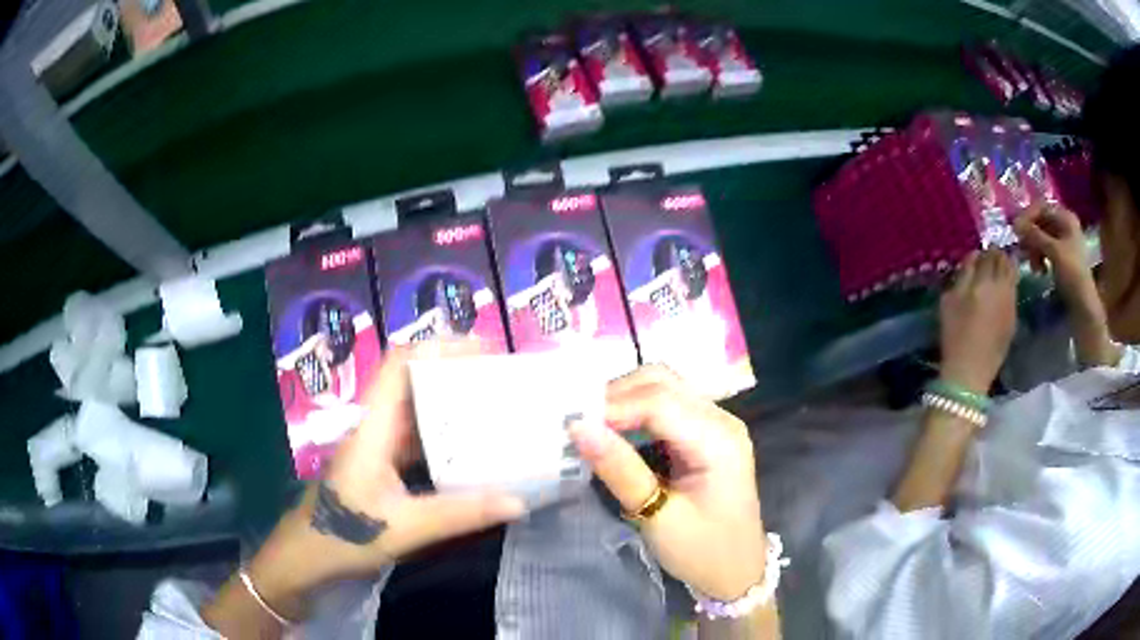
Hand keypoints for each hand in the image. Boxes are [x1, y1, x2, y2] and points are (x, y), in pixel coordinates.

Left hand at [248, 342, 525, 611]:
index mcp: (373, 428)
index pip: (399, 365)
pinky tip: (470, 452)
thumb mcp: (405, 528)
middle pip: (411, 382)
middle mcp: (375, 429)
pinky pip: (416, 441)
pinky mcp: (381, 467)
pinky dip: (443, 438)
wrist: (306, 557)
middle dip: (452, 373)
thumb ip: (459, 514)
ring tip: (493, 408)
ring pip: (415, 411)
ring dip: (450, 404)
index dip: (437, 347)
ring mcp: (377, 448)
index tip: (482, 349)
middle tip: (500, 379)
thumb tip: (518, 501)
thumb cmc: (343, 535)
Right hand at [568, 366, 765, 600]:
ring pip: (663, 387)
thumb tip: (578, 427)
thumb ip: (620, 470)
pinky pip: (667, 405)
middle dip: (616, 395)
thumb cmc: (702, 551)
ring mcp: (716, 423)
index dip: (611, 407)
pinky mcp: (706, 433)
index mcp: (719, 439)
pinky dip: (636, 410)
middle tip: (578, 422)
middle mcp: (721, 419)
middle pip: (662, 382)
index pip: (659, 402)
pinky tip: (614, 430)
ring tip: (590, 425)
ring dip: (624, 399)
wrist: (736, 571)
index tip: (570, 424)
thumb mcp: (658, 517)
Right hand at [939, 250, 1018, 393]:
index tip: (978, 254)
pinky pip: (1014, 292)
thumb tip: (973, 256)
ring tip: (995, 276)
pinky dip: (1008, 286)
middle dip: (998, 256)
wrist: (970, 373)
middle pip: (1006, 260)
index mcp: (984, 281)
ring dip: (1006, 269)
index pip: (989, 253)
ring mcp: (1011, 304)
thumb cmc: (955, 335)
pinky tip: (998, 297)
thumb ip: (963, 274)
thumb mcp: (949, 301)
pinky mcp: (1014, 319)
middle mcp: (1002, 288)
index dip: (984, 250)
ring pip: (1014, 274)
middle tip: (989, 260)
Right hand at [1014, 204, 1089, 282]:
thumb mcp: (1054, 252)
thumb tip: (1014, 223)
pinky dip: (1039, 257)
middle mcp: (1065, 225)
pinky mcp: (1061, 257)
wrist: (1084, 306)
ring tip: (1032, 265)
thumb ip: (1034, 235)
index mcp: (1066, 217)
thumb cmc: (1072, 275)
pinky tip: (1039, 270)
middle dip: (1031, 236)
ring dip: (1034, 249)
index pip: (1041, 207)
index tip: (1016, 231)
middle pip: (1041, 222)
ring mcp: (1064, 242)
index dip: (1028, 217)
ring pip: (1041, 237)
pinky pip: (1045, 250)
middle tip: (1022, 250)